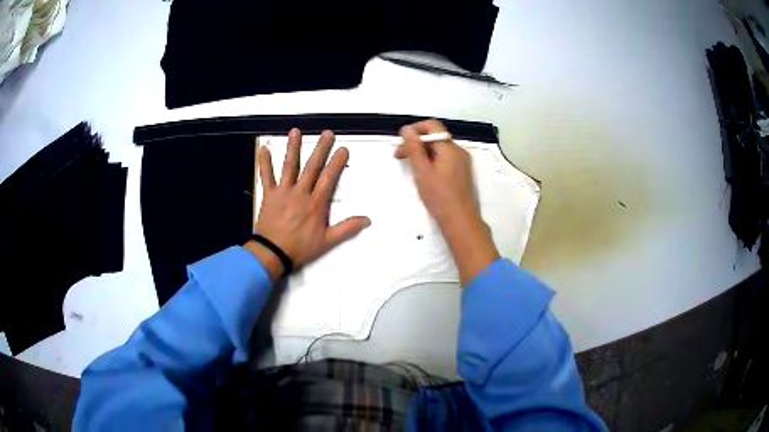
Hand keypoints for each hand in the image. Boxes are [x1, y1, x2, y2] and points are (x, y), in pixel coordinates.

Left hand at [246, 129, 370, 279]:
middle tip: (327, 133)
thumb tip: (368, 219)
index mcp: (316, 203)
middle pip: (312, 167)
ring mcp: (283, 191)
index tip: (343, 148)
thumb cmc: (300, 248)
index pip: (329, 178)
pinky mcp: (269, 195)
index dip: (337, 162)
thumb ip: (347, 229)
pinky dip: (264, 163)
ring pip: (289, 166)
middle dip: (320, 149)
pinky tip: (263, 148)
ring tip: (296, 131)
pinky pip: (266, 176)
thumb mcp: (327, 242)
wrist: (273, 253)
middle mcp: (301, 192)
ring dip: (293, 148)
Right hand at [395, 120, 498, 285]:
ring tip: (409, 166)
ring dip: (423, 153)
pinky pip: (445, 160)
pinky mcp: (463, 173)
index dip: (415, 130)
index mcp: (450, 148)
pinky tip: (424, 174)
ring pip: (440, 150)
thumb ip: (414, 148)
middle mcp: (459, 151)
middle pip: (435, 138)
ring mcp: (463, 163)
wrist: (460, 221)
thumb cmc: (439, 197)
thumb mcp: (422, 171)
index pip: (432, 126)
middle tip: (398, 156)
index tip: (401, 142)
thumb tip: (407, 129)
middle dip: (416, 143)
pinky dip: (432, 161)